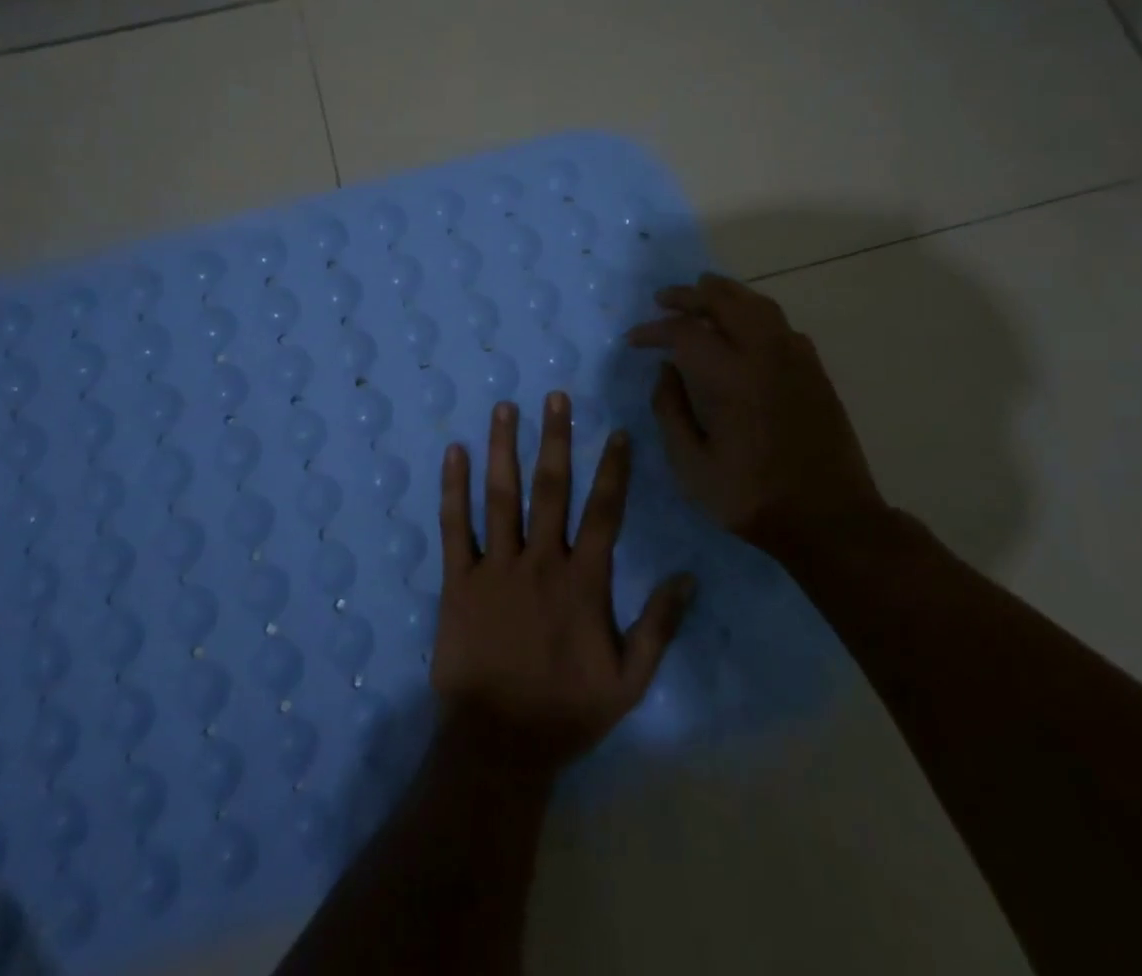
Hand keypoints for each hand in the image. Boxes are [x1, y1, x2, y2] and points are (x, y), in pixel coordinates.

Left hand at [431, 394, 696, 778]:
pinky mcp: (458, 580)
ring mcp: (496, 567)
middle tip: (555, 396)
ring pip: (501, 496)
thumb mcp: (629, 680)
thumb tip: (688, 577)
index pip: (604, 512)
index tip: (617, 432)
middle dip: (555, 438)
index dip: (613, 470)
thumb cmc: (566, 711)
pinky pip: (455, 526)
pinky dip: (453, 488)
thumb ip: (659, 626)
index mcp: (583, 582)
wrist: (497, 744)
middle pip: (551, 489)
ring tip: (504, 407)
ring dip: (503, 449)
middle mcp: (540, 562)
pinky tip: (453, 453)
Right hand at [627, 273, 885, 556]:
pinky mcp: (815, 371)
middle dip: (688, 295)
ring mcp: (795, 359)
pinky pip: (782, 325)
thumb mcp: (691, 465)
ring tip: (703, 292)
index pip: (684, 331)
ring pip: (758, 305)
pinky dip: (756, 315)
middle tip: (664, 299)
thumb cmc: (751, 497)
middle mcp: (764, 354)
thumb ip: (670, 411)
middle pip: (723, 301)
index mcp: (729, 377)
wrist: (830, 520)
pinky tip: (746, 329)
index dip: (654, 330)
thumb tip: (665, 371)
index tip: (634, 340)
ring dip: (725, 294)